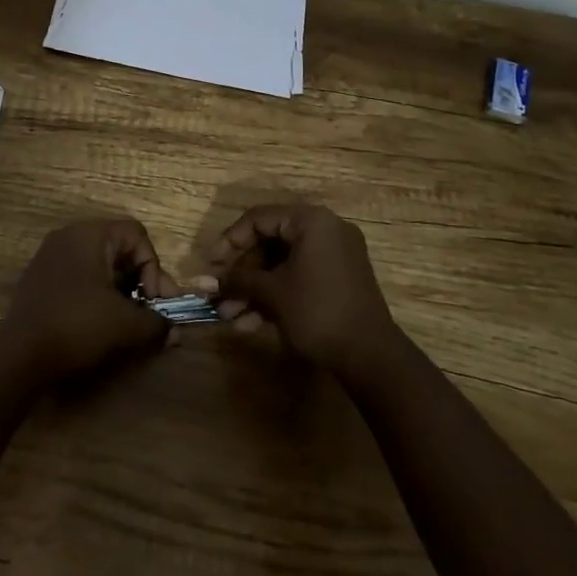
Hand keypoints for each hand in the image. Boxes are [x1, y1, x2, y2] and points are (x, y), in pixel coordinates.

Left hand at [0, 218, 171, 382]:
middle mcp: (69, 236)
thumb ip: (155, 323)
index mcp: (90, 234)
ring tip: (126, 322)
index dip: (154, 267)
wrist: (18, 354)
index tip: (155, 301)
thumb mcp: (124, 324)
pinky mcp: (40, 278)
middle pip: (119, 249)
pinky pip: (78, 276)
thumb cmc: (76, 325)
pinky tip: (98, 323)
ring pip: (99, 264)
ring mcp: (50, 256)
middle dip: (139, 281)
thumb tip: (174, 332)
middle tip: (147, 312)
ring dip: (119, 290)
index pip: (137, 235)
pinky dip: (95, 295)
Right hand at [198, 204, 398, 374]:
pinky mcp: (338, 281)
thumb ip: (238, 280)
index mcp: (311, 220)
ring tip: (230, 317)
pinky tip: (252, 323)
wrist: (371, 357)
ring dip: (255, 290)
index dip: (230, 241)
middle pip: (270, 243)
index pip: (259, 218)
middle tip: (219, 295)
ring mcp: (334, 256)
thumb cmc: (317, 312)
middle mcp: (325, 229)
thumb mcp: (272, 293)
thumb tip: (205, 281)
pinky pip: (299, 278)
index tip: (211, 265)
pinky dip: (277, 296)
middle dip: (242, 274)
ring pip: (283, 265)